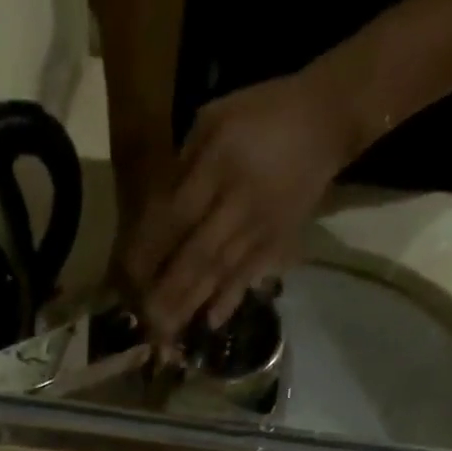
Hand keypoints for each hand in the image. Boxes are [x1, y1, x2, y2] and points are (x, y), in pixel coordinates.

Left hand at [118, 70, 353, 340]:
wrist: (325, 122)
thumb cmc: (260, 116)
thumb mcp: (215, 119)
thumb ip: (183, 165)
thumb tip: (153, 214)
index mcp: (219, 162)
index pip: (176, 215)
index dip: (151, 250)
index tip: (126, 278)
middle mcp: (238, 201)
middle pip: (196, 254)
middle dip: (167, 291)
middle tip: (142, 320)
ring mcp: (259, 228)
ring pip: (219, 273)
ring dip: (190, 306)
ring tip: (166, 333)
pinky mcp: (276, 244)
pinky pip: (248, 278)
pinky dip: (228, 302)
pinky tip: (209, 324)